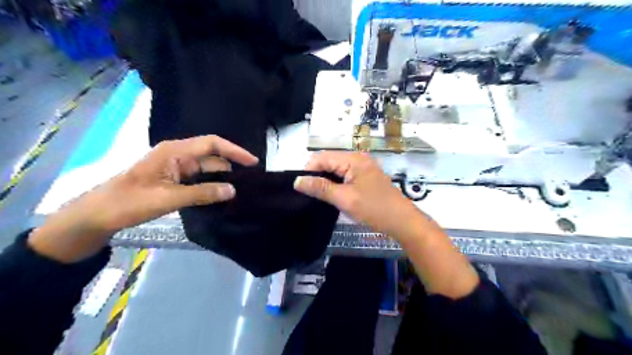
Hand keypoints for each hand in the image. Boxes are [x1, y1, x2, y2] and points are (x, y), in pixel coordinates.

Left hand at [30, 134, 257, 261]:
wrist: (99, 214)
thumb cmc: (130, 201)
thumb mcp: (168, 198)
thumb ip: (202, 193)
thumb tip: (233, 191)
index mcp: (175, 151)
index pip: (212, 144)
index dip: (235, 150)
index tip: (253, 162)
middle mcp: (178, 155)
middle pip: (212, 156)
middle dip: (232, 166)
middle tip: (251, 181)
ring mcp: (176, 167)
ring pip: (207, 169)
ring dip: (222, 178)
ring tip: (241, 190)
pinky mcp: (175, 179)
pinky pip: (199, 179)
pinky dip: (211, 186)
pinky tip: (222, 195)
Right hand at [293, 149, 417, 238]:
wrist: (402, 221)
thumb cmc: (374, 208)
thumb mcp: (345, 198)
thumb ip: (320, 188)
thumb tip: (297, 181)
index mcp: (353, 158)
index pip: (321, 157)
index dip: (308, 170)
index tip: (300, 188)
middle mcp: (357, 158)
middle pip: (328, 161)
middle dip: (316, 175)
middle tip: (307, 193)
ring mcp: (362, 167)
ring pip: (335, 169)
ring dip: (325, 180)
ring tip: (316, 195)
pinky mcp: (365, 177)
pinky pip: (344, 175)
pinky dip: (335, 183)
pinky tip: (331, 194)